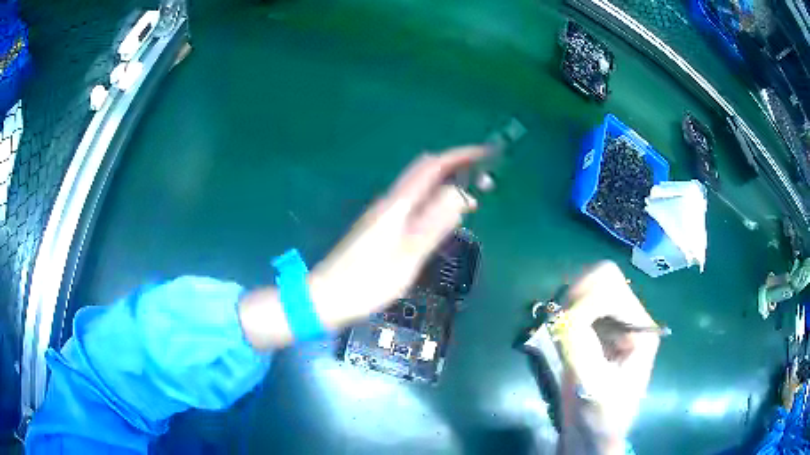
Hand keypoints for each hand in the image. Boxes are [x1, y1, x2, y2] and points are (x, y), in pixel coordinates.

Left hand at [309, 146, 488, 328]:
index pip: (432, 166)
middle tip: (483, 179)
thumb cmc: (367, 281)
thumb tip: (461, 193)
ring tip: (471, 198)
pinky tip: (442, 217)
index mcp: (397, 204)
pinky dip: (433, 201)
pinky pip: (413, 203)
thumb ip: (434, 224)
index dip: (459, 156)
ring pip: (418, 187)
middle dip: (455, 167)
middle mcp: (389, 201)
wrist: (326, 297)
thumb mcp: (408, 256)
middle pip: (424, 171)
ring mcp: (382, 213)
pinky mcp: (379, 227)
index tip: (486, 154)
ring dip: (445, 184)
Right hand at [557, 262, 659, 453]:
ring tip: (559, 332)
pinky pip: (578, 305)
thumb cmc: (599, 416)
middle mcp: (629, 318)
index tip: (564, 326)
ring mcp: (612, 323)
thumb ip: (579, 346)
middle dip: (576, 295)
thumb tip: (561, 314)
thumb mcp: (591, 385)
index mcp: (640, 329)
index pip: (612, 286)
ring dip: (568, 303)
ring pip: (588, 288)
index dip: (584, 300)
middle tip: (558, 323)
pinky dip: (564, 313)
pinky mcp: (595, 332)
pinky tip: (560, 335)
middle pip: (602, 278)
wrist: (592, 436)